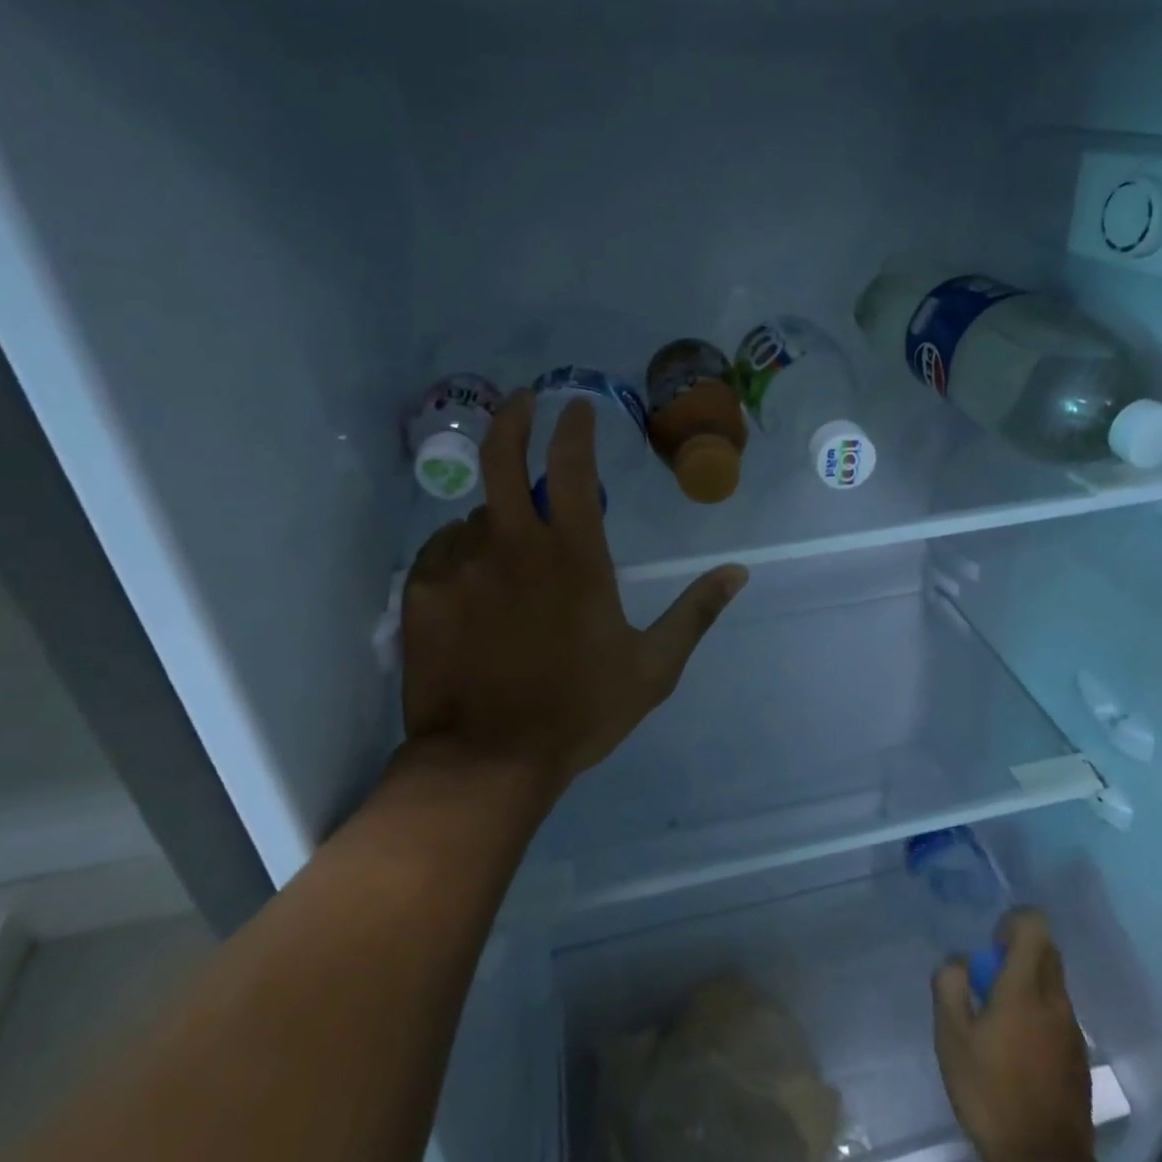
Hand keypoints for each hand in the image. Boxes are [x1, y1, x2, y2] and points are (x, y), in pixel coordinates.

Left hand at [397, 389, 746, 799]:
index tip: (579, 407)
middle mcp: (512, 545)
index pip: (571, 467)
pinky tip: (473, 583)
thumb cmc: (578, 712)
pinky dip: (461, 553)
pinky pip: (442, 551)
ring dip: (497, 519)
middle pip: (503, 457)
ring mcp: (460, 565)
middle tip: (524, 400)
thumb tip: (739, 573)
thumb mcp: (653, 668)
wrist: (487, 761)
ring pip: (477, 516)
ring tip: (511, 554)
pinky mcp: (422, 593)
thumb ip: (695, 614)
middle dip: (515, 417)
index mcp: (573, 556)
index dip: (575, 428)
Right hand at [933, 908, 1094, 1161]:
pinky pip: (1058, 1015)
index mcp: (1025, 987)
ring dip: (1028, 984)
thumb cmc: (990, 1093)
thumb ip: (950, 985)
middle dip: (1018, 952)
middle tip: (988, 981)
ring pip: (1053, 984)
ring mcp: (1072, 1030)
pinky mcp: (1079, 1058)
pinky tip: (1016, 1052)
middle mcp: (1056, 1000)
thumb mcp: (951, 1037)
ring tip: (998, 1021)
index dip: (1012, 922)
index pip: (1034, 925)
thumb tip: (959, 961)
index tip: (990, 947)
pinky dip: (1038, 1015)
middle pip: (1046, 950)